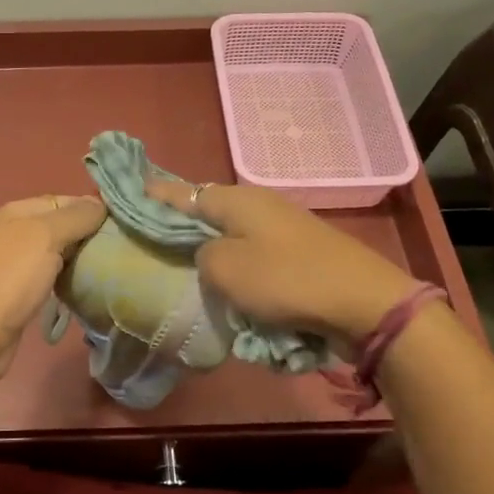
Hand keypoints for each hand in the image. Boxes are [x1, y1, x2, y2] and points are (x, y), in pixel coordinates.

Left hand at [0, 195, 106, 381]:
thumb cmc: (12, 278)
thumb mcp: (46, 236)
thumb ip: (75, 217)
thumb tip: (101, 204)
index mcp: (18, 211)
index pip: (64, 200)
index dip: (91, 210)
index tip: (122, 225)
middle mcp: (15, 232)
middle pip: (62, 226)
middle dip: (89, 235)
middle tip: (121, 248)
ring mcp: (16, 263)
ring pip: (58, 252)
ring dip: (81, 258)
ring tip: (110, 266)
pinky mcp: (20, 291)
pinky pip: (52, 275)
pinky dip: (68, 278)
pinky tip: (86, 286)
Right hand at [145, 177, 419, 346]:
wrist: (362, 301)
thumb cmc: (285, 280)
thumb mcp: (224, 269)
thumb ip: (200, 256)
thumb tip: (207, 254)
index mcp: (235, 199)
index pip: (182, 192)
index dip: (155, 196)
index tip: (131, 197)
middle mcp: (257, 204)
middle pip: (207, 213)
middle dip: (181, 227)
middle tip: (155, 246)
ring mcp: (282, 227)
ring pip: (231, 236)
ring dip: (211, 252)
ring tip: (188, 273)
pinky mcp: (298, 252)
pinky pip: (254, 255)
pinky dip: (239, 268)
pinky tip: (230, 288)